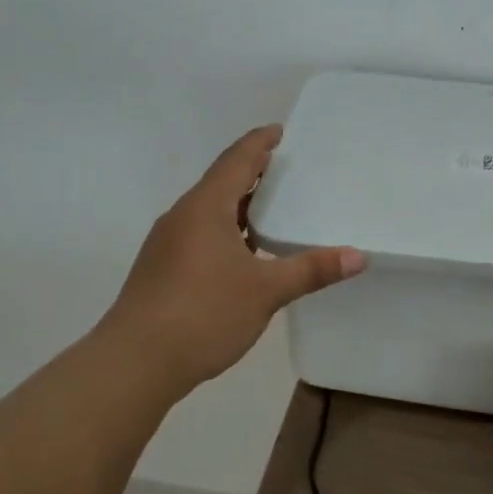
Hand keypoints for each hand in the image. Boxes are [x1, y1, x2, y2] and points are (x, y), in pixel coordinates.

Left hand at [98, 125, 364, 398]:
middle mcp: (182, 217)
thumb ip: (311, 269)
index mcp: (205, 208)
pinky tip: (245, 254)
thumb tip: (358, 256)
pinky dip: (227, 231)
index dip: (259, 143)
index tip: (279, 131)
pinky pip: (201, 234)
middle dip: (252, 172)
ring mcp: (167, 244)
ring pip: (209, 211)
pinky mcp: (162, 270)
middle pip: (221, 182)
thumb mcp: (265, 291)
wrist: (134, 363)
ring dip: (239, 205)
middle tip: (285, 168)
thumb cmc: (203, 313)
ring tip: (272, 208)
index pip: (236, 160)